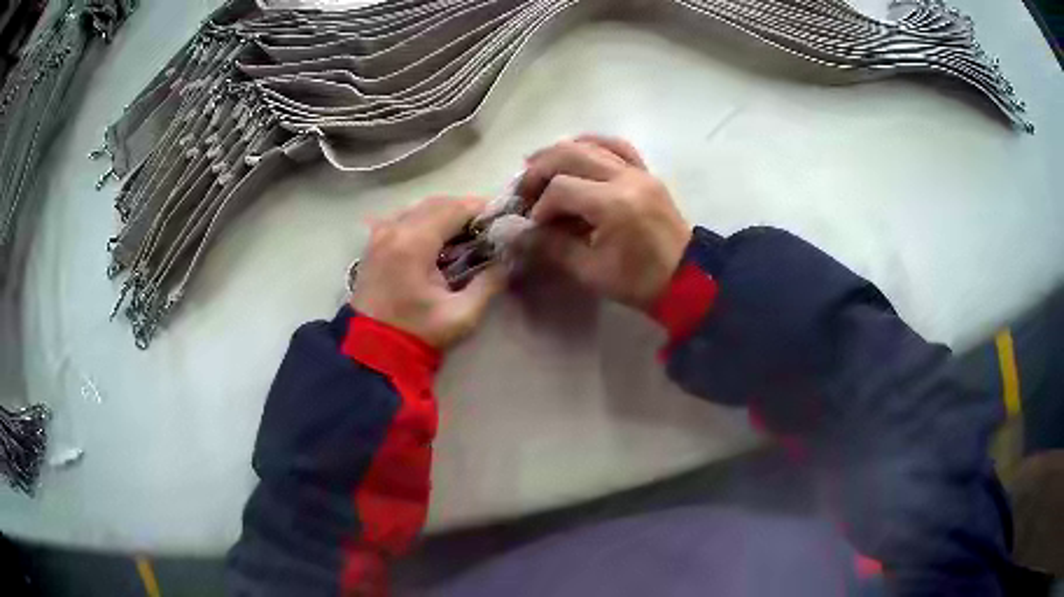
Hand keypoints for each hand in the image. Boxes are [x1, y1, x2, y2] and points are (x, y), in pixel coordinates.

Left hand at [351, 197, 504, 348]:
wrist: (372, 349)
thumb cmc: (418, 333)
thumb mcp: (462, 314)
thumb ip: (488, 283)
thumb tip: (507, 260)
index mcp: (414, 243)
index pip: (454, 209)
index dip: (480, 209)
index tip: (500, 217)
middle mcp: (394, 229)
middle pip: (436, 203)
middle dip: (463, 208)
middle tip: (486, 225)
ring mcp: (379, 234)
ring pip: (417, 207)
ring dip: (443, 212)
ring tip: (463, 230)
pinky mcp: (373, 243)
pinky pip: (402, 217)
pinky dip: (423, 219)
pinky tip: (435, 236)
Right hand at [519, 135, 691, 310]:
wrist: (686, 278)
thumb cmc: (638, 281)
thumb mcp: (590, 271)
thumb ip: (551, 247)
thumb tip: (517, 233)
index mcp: (613, 204)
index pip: (560, 188)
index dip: (539, 205)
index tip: (534, 225)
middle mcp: (625, 177)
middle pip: (570, 154)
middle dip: (539, 169)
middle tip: (523, 189)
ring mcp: (639, 171)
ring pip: (591, 144)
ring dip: (559, 153)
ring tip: (538, 166)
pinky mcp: (646, 172)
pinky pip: (617, 146)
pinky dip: (592, 144)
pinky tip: (575, 150)